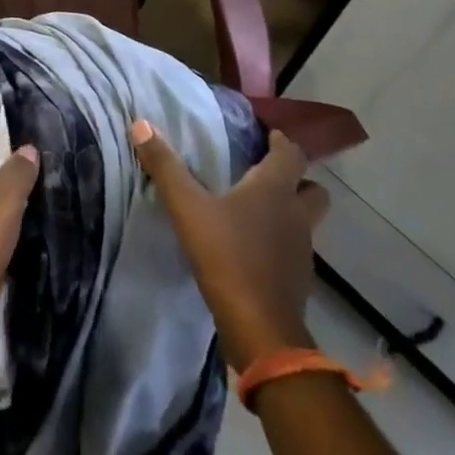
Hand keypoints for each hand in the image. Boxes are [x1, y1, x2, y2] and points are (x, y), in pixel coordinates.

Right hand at [131, 123, 329, 366]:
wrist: (260, 329)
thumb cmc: (227, 257)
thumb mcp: (188, 208)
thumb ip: (165, 167)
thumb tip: (141, 124)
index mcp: (274, 190)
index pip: (290, 155)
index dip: (282, 141)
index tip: (268, 133)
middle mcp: (296, 215)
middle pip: (312, 189)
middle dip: (296, 178)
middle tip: (267, 173)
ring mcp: (301, 250)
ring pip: (305, 220)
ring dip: (289, 211)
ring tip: (257, 210)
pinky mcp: (298, 279)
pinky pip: (294, 248)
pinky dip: (280, 241)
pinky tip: (255, 247)